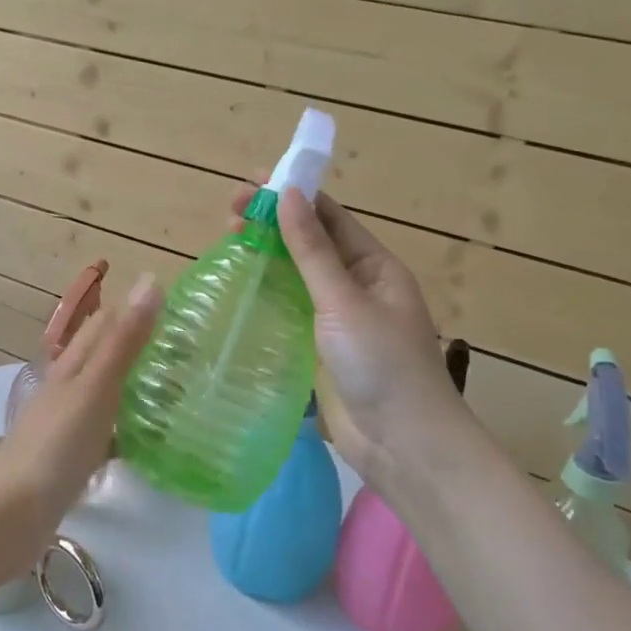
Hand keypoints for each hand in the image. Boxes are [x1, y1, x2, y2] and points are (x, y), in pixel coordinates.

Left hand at [0, 273, 160, 557]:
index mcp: (72, 363)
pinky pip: (107, 430)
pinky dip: (129, 428)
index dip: (138, 309)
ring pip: (108, 392)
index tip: (181, 313)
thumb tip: (150, 280)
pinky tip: (152, 442)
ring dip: (137, 387)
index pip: (106, 321)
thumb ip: (124, 340)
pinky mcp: (71, 455)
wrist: (13, 513)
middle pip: (107, 355)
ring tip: (180, 393)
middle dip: (142, 348)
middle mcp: (69, 385)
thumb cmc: (57, 444)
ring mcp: (68, 421)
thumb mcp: (96, 386)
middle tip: (190, 356)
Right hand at [229, 181, 480, 491]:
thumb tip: (287, 193)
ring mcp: (336, 320)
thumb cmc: (382, 364)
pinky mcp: (317, 349)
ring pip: (294, 277)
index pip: (328, 217)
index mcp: (374, 266)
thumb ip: (312, 249)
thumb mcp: (344, 300)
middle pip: (308, 244)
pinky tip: (237, 289)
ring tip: (227, 242)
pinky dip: (264, 295)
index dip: (291, 195)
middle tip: (229, 216)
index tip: (250, 184)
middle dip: (271, 225)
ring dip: (265, 257)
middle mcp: (355, 286)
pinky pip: (288, 311)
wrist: (403, 446)